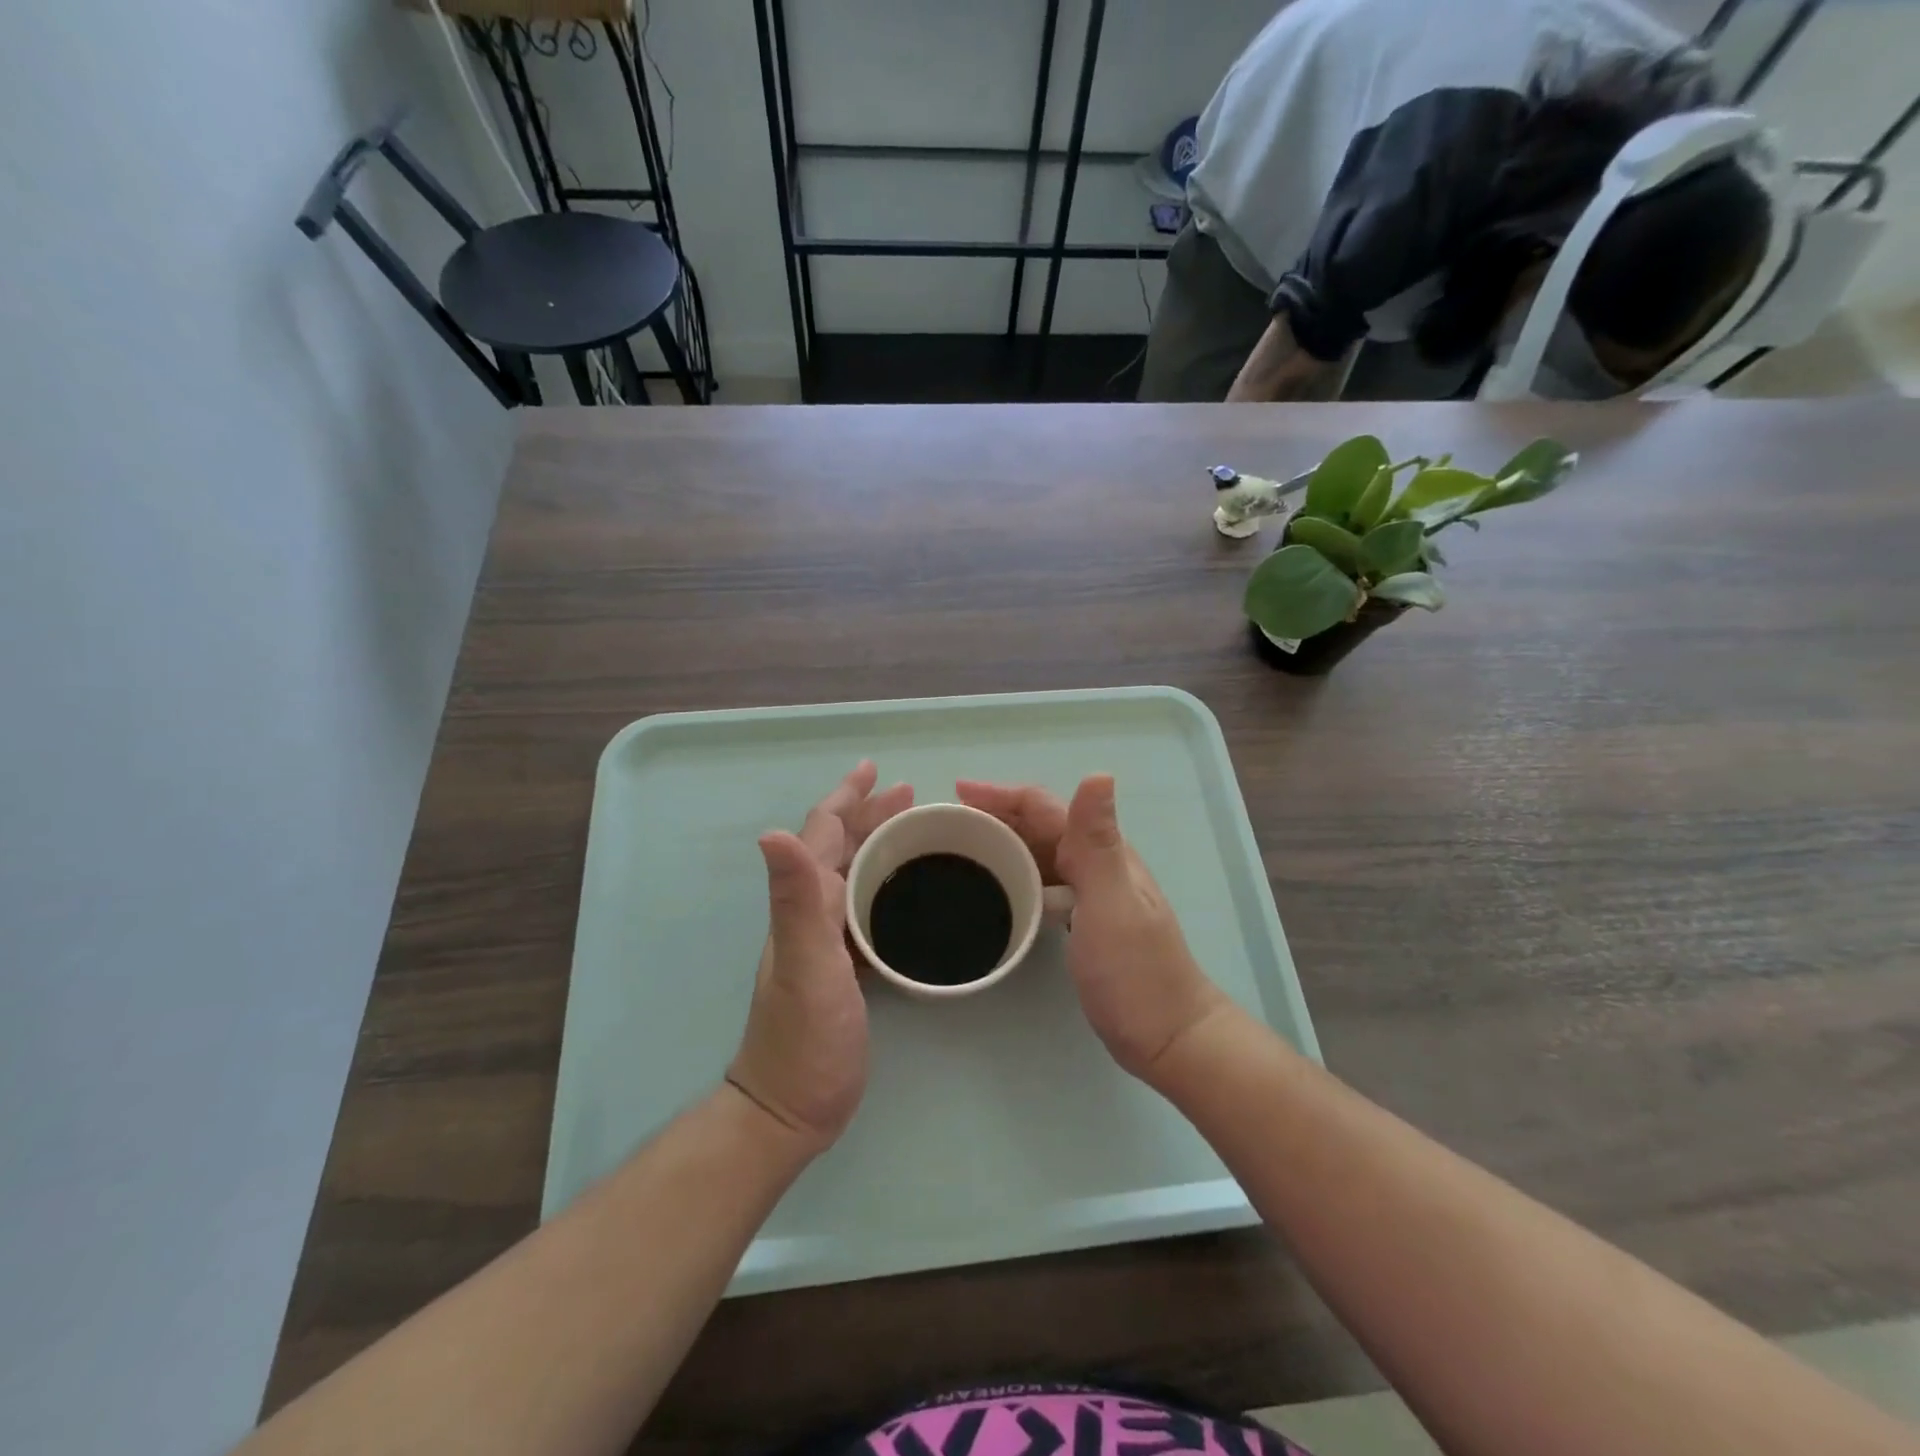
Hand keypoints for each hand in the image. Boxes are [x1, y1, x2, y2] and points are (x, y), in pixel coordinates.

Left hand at [728, 761, 912, 1152]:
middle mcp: (811, 911)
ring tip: (910, 828)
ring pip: (853, 874)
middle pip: (839, 847)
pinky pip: (865, 906)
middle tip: (908, 793)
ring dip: (878, 844)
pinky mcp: (844, 965)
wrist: (792, 1106)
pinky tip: (905, 891)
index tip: (876, 771)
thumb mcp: (805, 963)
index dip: (847, 798)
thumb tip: (773, 831)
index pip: (823, 833)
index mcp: (805, 901)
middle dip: (869, 814)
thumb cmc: (804, 1036)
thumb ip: (795, 899)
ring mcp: (826, 939)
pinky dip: (884, 884)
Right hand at [955, 775, 1231, 1083]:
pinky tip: (998, 889)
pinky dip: (1017, 874)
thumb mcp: (1111, 903)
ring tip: (964, 850)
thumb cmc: (1135, 972)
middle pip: (1040, 824)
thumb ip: (1097, 842)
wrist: (1169, 1035)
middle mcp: (1097, 863)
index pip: (1044, 807)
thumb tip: (1098, 772)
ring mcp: (1092, 893)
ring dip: (1004, 842)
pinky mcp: (1083, 920)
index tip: (956, 793)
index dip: (1001, 794)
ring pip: (1040, 852)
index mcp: (1101, 852)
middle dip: (996, 814)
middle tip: (949, 824)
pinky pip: (1042, 882)